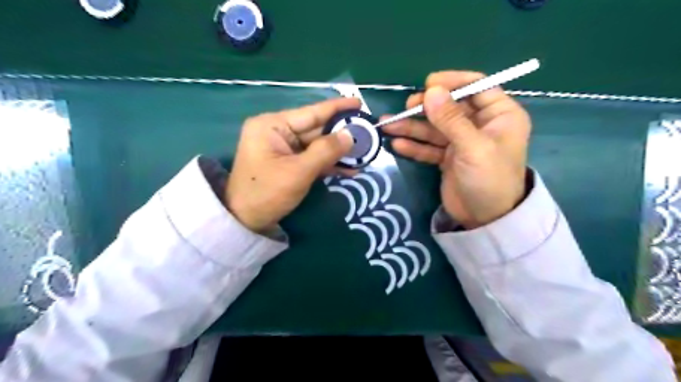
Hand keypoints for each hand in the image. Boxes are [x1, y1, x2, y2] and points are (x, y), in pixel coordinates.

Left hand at [225, 97, 358, 231]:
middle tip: (368, 134)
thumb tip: (350, 135)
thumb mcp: (298, 172)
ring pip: (317, 145)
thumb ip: (326, 151)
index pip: (311, 112)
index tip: (358, 103)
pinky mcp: (288, 162)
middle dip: (341, 135)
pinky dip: (328, 163)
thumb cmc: (266, 193)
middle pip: (316, 129)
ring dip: (338, 152)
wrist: (245, 221)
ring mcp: (283, 148)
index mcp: (272, 125)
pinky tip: (349, 168)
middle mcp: (277, 131)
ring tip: (364, 154)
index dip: (336, 108)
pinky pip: (312, 158)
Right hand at [383, 71, 530, 227]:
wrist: (486, 220)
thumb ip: (451, 119)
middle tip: (406, 108)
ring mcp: (462, 142)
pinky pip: (429, 147)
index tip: (428, 85)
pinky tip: (397, 145)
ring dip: (412, 127)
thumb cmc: (489, 179)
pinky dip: (414, 146)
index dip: (452, 83)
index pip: (476, 87)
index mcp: (499, 115)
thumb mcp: (473, 147)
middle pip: (450, 107)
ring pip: (435, 128)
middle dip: (426, 108)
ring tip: (388, 126)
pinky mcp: (448, 158)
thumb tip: (431, 91)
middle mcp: (480, 125)